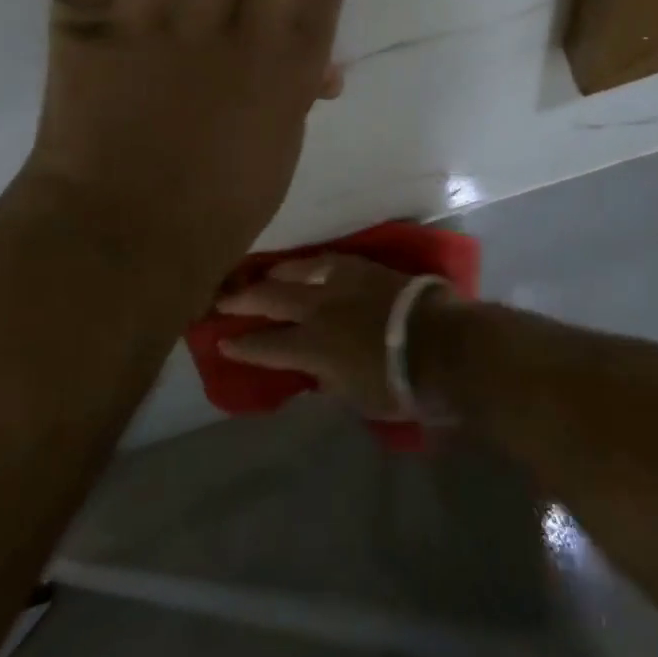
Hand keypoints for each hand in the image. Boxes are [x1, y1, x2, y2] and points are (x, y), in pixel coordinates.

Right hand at [214, 255, 459, 419]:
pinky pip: (327, 260)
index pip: (265, 345)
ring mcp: (339, 282)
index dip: (242, 345)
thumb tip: (312, 369)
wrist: (437, 343)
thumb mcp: (354, 395)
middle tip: (220, 297)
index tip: (223, 342)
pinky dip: (309, 264)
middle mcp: (316, 309)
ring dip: (273, 274)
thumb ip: (326, 378)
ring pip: (295, 271)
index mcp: (310, 346)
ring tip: (259, 274)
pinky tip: (304, 264)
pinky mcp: (362, 267)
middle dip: (242, 299)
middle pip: (270, 299)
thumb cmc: (396, 383)